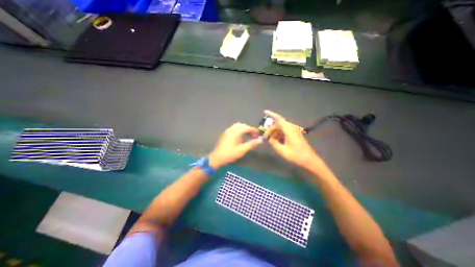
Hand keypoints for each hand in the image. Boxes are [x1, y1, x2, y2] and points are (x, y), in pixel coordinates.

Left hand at [209, 123, 262, 168]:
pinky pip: (234, 128)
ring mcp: (228, 131)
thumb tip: (260, 140)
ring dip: (244, 129)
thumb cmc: (230, 154)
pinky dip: (240, 130)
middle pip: (242, 125)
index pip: (247, 127)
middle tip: (254, 136)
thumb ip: (252, 144)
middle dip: (249, 129)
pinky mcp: (226, 134)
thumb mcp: (242, 150)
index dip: (254, 130)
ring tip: (249, 135)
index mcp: (236, 132)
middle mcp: (231, 129)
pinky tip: (241, 136)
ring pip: (238, 126)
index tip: (258, 135)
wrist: (217, 157)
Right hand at [265, 110, 320, 168]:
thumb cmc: (296, 155)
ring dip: (275, 132)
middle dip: (271, 129)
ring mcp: (294, 131)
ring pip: (281, 128)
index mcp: (289, 130)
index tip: (265, 111)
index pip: (279, 119)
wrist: (309, 160)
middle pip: (278, 124)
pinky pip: (284, 131)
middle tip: (265, 137)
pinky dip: (279, 134)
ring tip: (270, 140)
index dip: (271, 114)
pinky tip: (276, 141)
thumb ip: (274, 143)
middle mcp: (291, 128)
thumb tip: (269, 139)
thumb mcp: (282, 151)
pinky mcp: (295, 134)